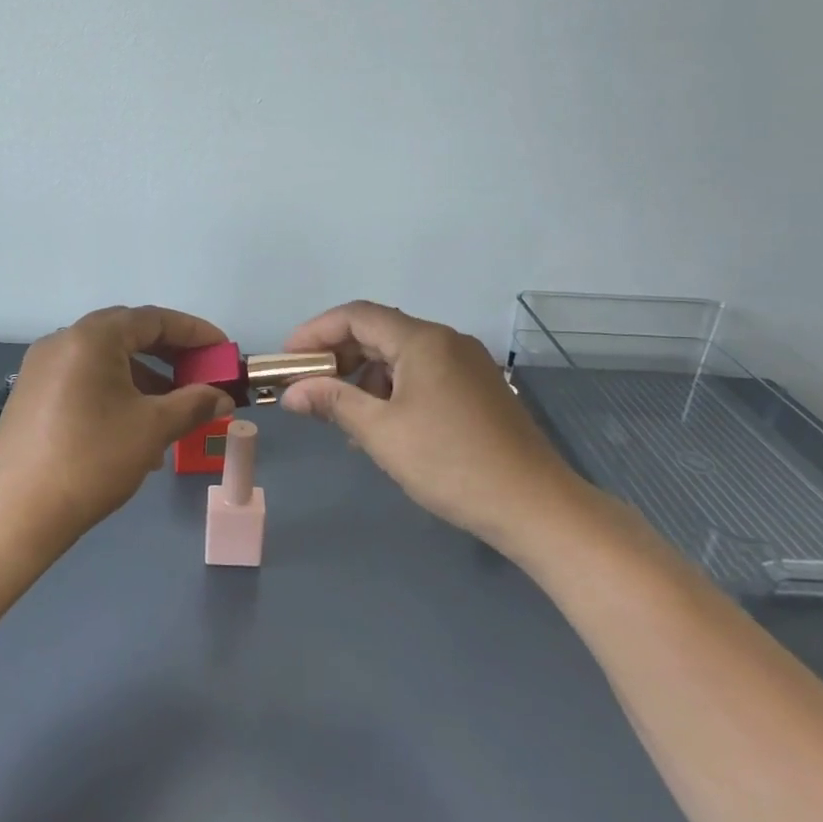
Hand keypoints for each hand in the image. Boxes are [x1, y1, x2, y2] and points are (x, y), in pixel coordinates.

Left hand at [0, 305, 235, 552]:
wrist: (17, 514)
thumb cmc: (93, 460)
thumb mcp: (153, 429)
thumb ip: (194, 404)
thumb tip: (221, 397)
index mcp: (92, 337)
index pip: (154, 319)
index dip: (194, 332)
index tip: (223, 351)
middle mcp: (63, 341)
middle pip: (127, 335)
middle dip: (170, 355)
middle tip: (201, 376)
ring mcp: (41, 367)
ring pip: (105, 360)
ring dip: (144, 379)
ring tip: (172, 413)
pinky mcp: (31, 394)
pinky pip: (84, 380)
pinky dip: (115, 392)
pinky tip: (133, 430)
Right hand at [279, 301, 589, 556]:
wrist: (536, 506)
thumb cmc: (451, 463)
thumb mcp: (381, 433)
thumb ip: (334, 402)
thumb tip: (292, 393)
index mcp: (423, 340)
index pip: (356, 315)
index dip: (315, 331)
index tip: (287, 360)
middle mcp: (446, 340)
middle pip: (379, 331)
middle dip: (337, 355)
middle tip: (306, 386)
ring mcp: (467, 364)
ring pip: (400, 355)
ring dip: (364, 376)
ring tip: (342, 414)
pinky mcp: (478, 389)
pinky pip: (422, 374)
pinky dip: (392, 389)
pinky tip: (381, 425)